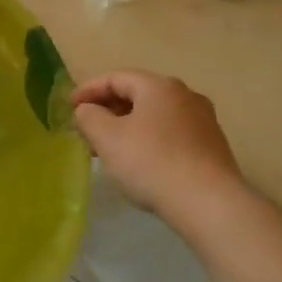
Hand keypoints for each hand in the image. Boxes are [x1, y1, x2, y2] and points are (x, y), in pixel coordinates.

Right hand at [71, 71, 244, 215]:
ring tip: (108, 148)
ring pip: (154, 116)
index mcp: (159, 86)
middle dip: (108, 109)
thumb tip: (87, 110)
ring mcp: (203, 121)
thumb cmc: (151, 162)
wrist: (209, 203)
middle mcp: (185, 95)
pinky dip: (148, 139)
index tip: (70, 107)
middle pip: (138, 95)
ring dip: (127, 126)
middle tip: (86, 129)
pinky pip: (171, 134)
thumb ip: (89, 117)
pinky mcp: (212, 146)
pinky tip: (139, 162)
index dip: (88, 90)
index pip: (116, 78)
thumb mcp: (107, 137)